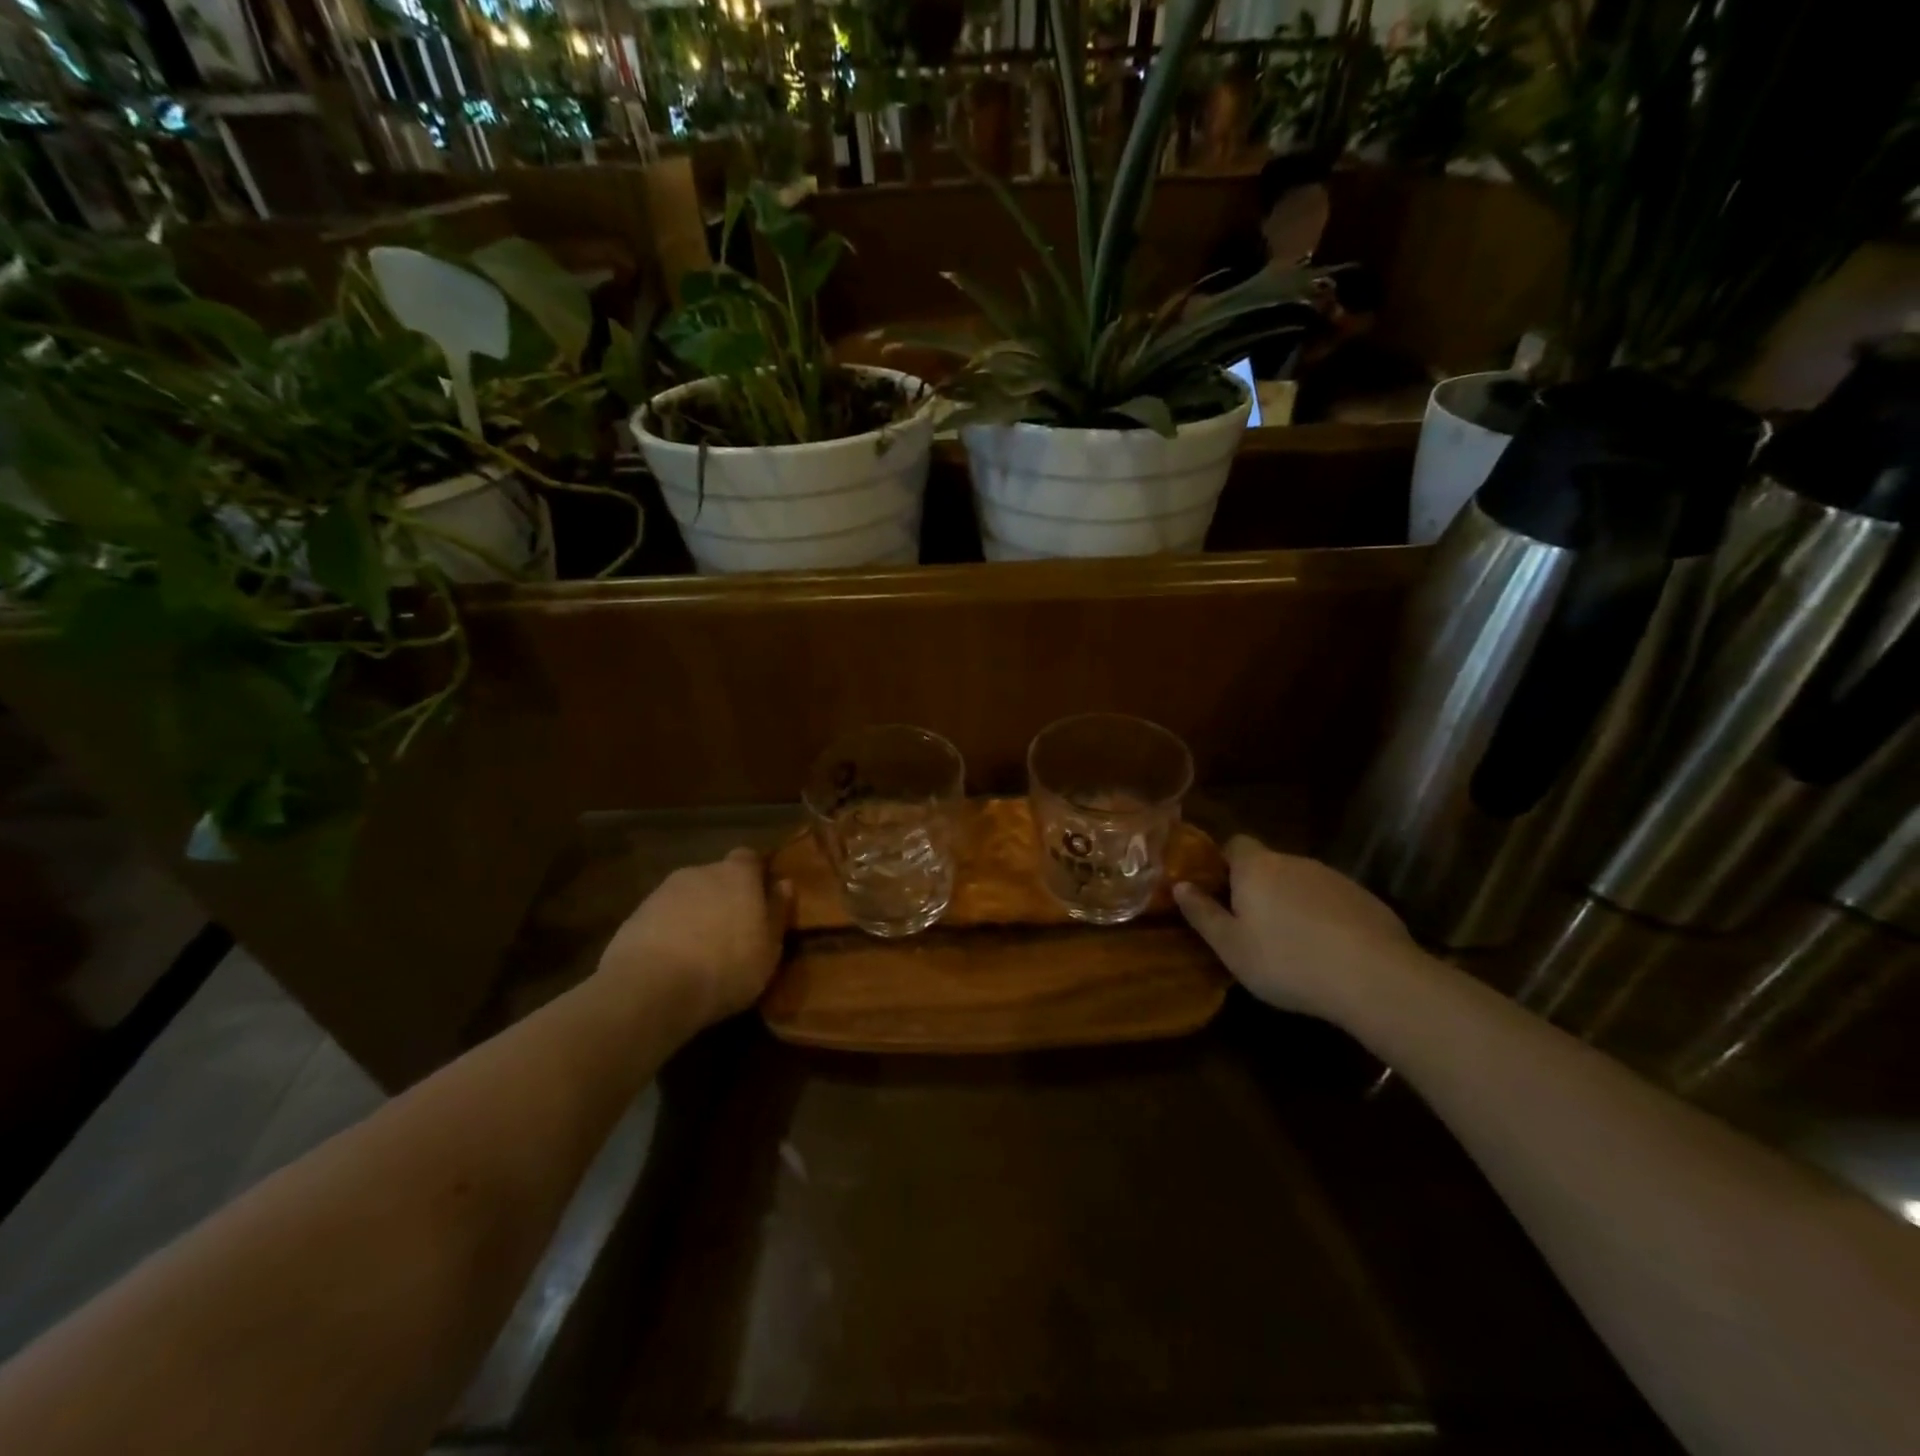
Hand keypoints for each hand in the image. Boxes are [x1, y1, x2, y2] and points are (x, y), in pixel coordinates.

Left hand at [596, 848, 792, 1031]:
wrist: (651, 990)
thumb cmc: (726, 967)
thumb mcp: (769, 948)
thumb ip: (778, 912)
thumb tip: (784, 884)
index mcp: (737, 874)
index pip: (749, 858)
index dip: (754, 876)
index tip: (760, 901)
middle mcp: (700, 872)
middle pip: (716, 876)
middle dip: (724, 897)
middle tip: (732, 931)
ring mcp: (663, 892)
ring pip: (687, 897)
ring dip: (695, 915)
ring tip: (700, 952)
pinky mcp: (634, 916)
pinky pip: (662, 918)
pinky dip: (669, 932)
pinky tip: (672, 963)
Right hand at [1174, 836, 1416, 1018]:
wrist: (1374, 978)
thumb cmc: (1286, 960)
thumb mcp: (1231, 947)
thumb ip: (1202, 913)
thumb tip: (1180, 886)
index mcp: (1256, 867)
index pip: (1234, 843)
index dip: (1224, 863)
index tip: (1219, 892)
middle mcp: (1293, 861)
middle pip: (1268, 865)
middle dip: (1257, 888)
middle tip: (1251, 927)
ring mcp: (1334, 877)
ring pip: (1300, 883)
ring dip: (1292, 904)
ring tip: (1292, 945)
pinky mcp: (1365, 899)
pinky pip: (1332, 901)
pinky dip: (1324, 918)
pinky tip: (1328, 952)